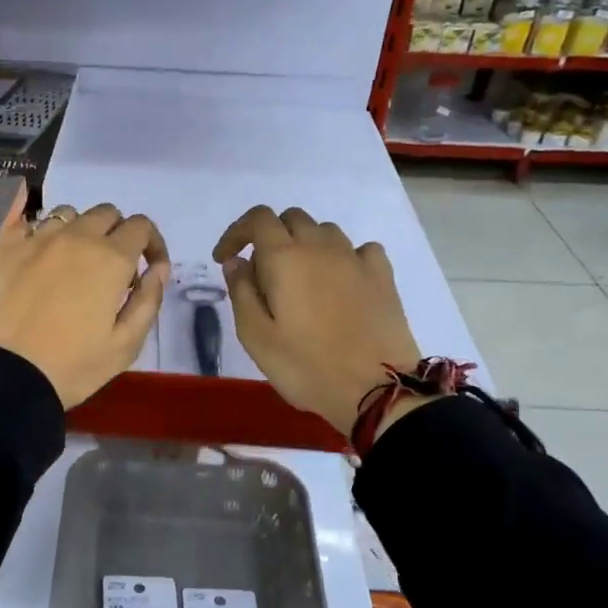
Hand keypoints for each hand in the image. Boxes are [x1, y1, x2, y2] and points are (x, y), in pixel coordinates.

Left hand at [0, 203, 169, 407]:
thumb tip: (158, 268)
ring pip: (67, 213)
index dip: (151, 243)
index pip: (141, 226)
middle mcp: (76, 236)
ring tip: (71, 261)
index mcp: (110, 259)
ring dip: (78, 230)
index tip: (148, 267)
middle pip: (105, 213)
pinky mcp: (2, 246)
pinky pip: (25, 221)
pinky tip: (35, 252)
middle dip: (116, 233)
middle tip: (110, 268)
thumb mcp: (126, 345)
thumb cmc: (72, 366)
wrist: (3, 375)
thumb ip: (149, 300)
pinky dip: (37, 231)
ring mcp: (36, 237)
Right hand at [213, 206, 421, 435]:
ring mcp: (356, 259)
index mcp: (285, 258)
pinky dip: (342, 257)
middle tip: (261, 274)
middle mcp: (321, 246)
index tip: (225, 259)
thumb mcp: (256, 336)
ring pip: (325, 231)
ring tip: (299, 280)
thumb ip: (241, 292)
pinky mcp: (383, 276)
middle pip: (292, 218)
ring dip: (305, 244)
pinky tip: (340, 282)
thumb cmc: (305, 366)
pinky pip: (359, 249)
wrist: (375, 389)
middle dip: (270, 236)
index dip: (236, 232)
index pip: (258, 219)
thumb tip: (237, 262)